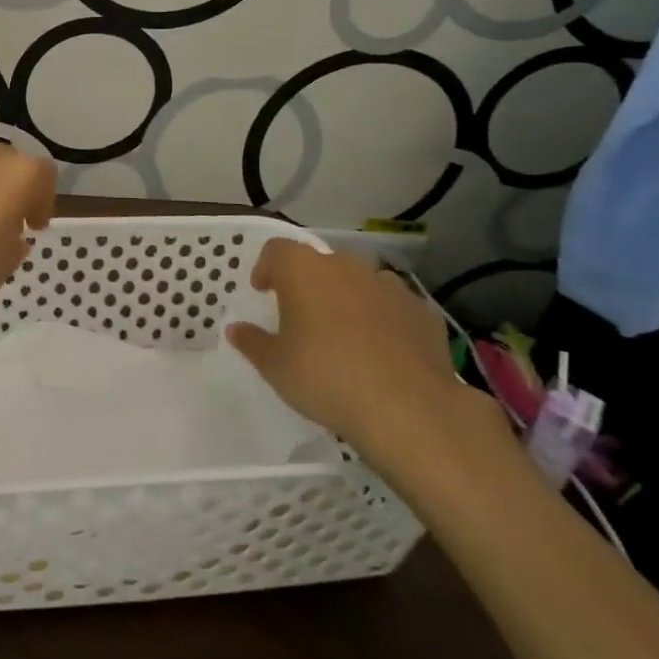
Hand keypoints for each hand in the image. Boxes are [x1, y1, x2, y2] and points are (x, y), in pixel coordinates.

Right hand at [224, 238, 491, 460]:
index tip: (263, 292)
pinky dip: (383, 319)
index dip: (266, 268)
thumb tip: (235, 329)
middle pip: (320, 263)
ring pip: (359, 282)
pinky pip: (393, 306)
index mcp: (303, 271)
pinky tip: (383, 352)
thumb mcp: (274, 366)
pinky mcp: (423, 312)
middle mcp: (345, 267)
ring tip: (344, 335)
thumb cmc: (325, 377)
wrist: (409, 409)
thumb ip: (252, 341)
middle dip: (308, 283)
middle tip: (301, 317)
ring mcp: (389, 287)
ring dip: (347, 298)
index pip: (277, 250)